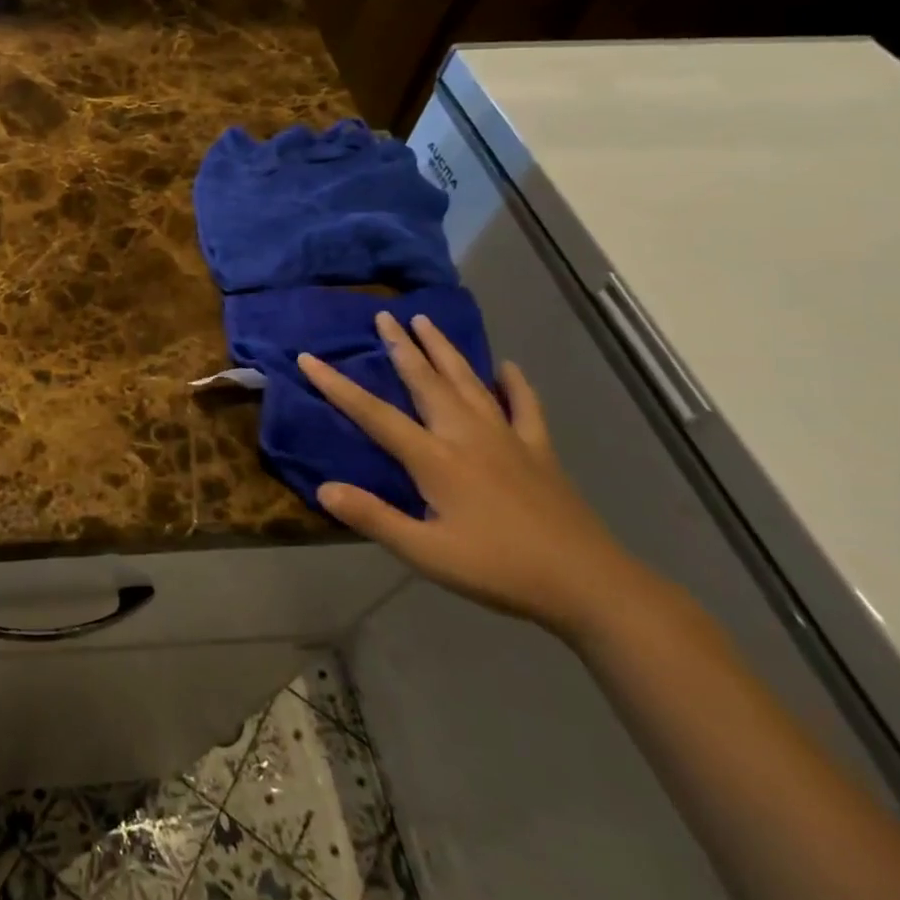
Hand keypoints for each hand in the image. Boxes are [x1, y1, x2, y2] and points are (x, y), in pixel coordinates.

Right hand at [300, 310, 647, 638]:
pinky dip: (515, 384)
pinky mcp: (539, 451)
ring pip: (468, 383)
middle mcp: (467, 435)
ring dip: (444, 350)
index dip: (338, 386)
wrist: (589, 584)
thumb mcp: (426, 553)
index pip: (374, 414)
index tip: (310, 358)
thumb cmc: (499, 569)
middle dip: (401, 346)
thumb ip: (373, 518)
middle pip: (426, 382)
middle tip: (383, 315)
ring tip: (426, 320)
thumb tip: (323, 488)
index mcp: (435, 459)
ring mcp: (507, 439)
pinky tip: (508, 367)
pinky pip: (525, 407)